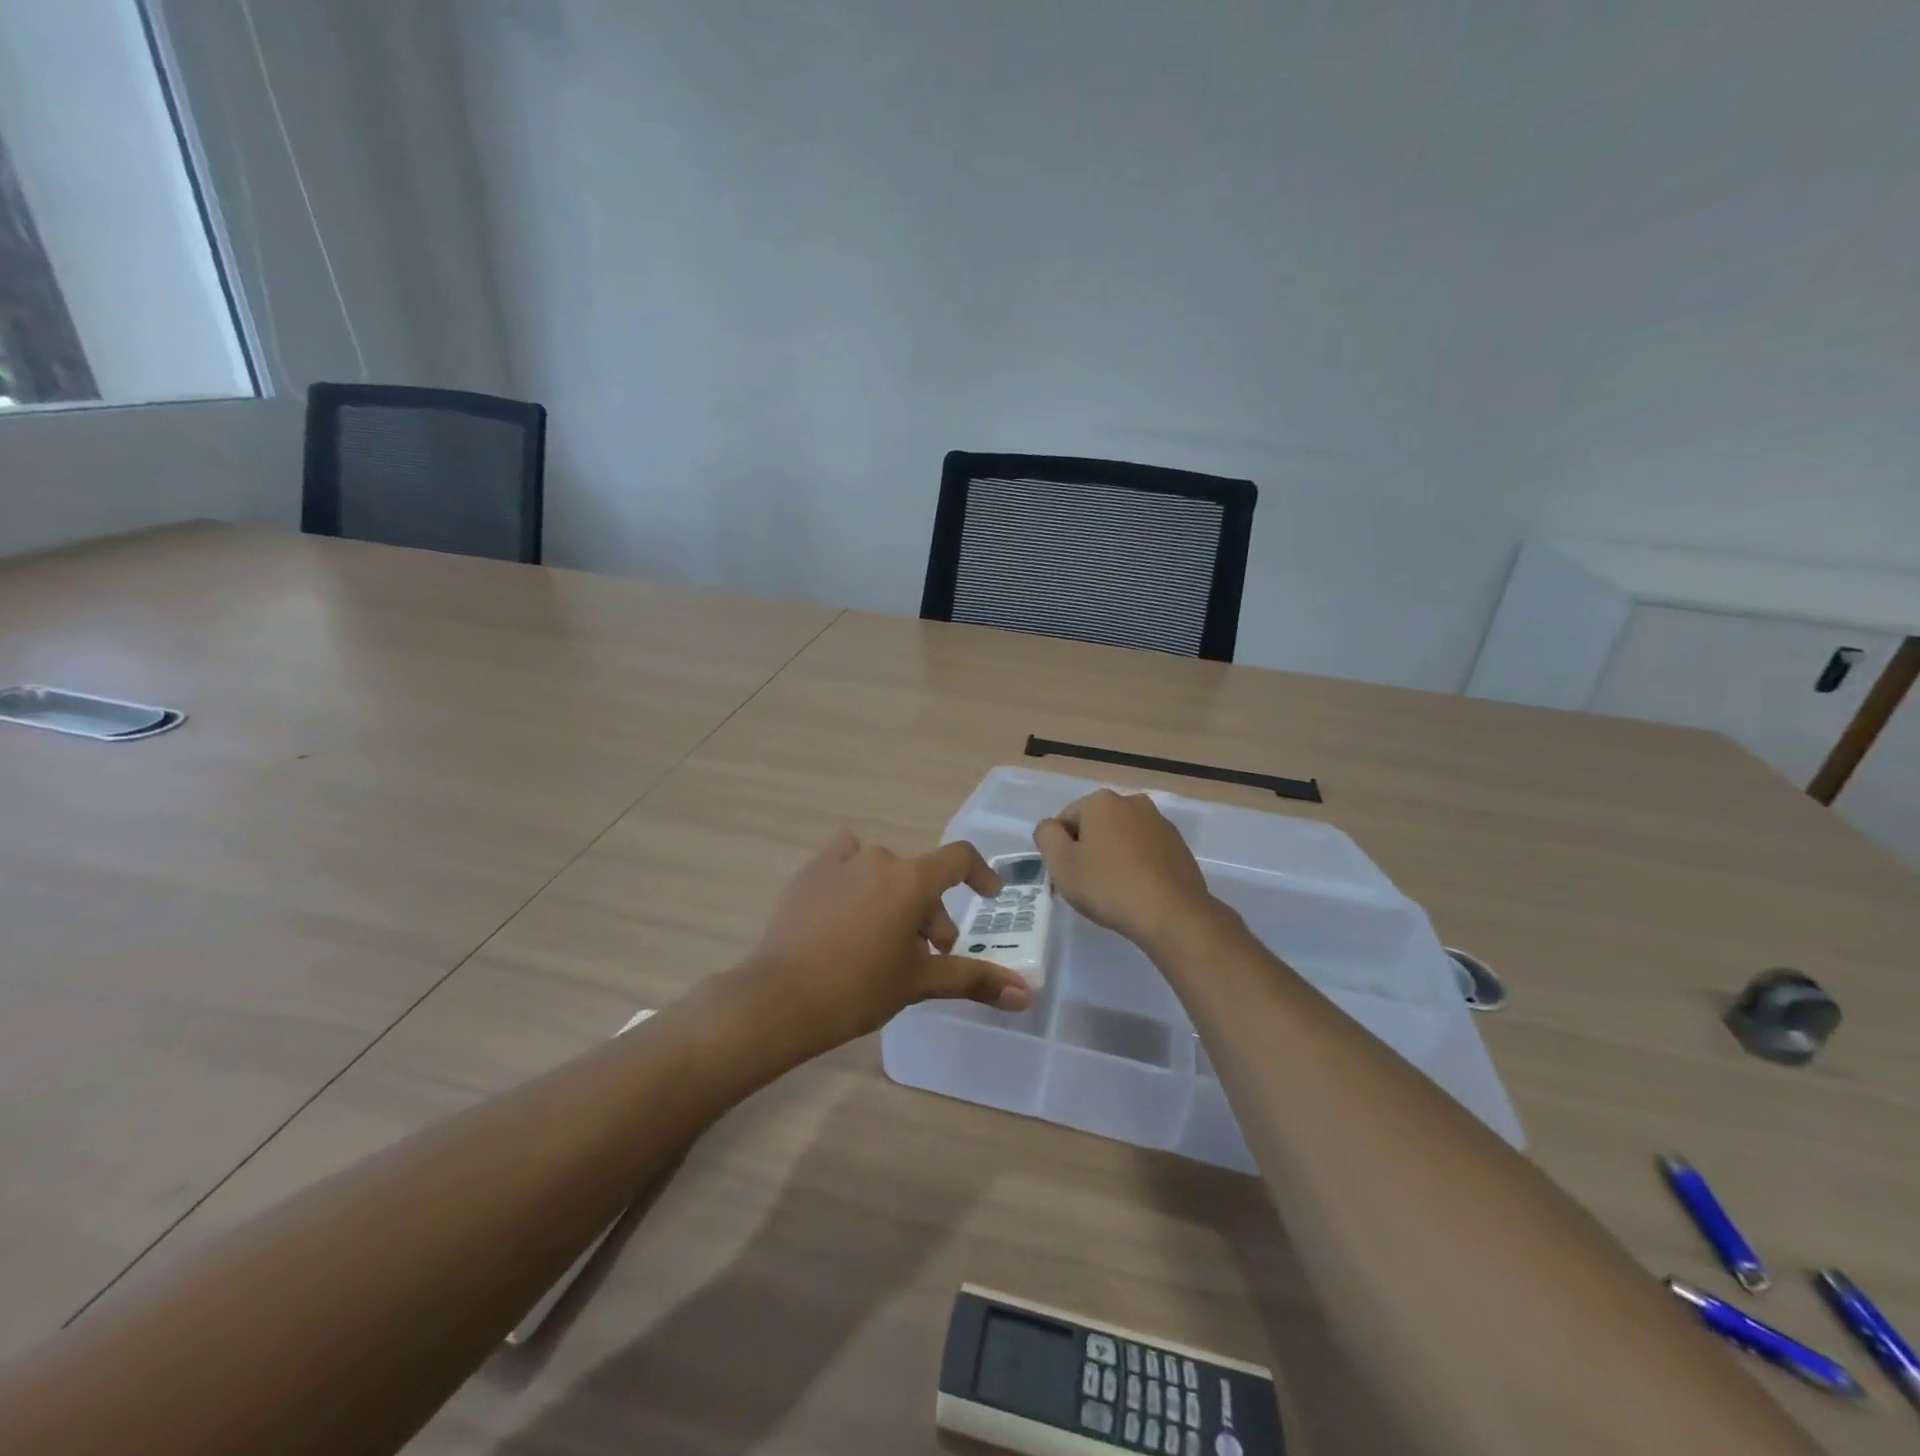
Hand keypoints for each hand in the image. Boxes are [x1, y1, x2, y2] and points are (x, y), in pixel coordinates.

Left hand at [744, 829, 1032, 1048]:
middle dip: (930, 914)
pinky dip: (854, 880)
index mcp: (911, 880)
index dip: (980, 874)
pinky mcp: (809, 873)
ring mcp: (840, 863)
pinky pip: (844, 863)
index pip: (958, 858)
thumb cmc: (858, 989)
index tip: (989, 896)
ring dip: (893, 898)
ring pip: (883, 873)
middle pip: (919, 879)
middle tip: (925, 955)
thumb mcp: (919, 983)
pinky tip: (845, 913)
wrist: (779, 998)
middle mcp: (879, 859)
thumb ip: (974, 979)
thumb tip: (1027, 994)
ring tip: (882, 939)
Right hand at [1034, 790, 1219, 952]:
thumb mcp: (1061, 863)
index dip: (1061, 849)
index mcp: (1102, 801)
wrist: (1172, 914)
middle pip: (1096, 826)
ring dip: (1113, 857)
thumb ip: (1046, 836)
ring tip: (1115, 891)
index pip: (1066, 820)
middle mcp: (1133, 802)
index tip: (1068, 876)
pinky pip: (1146, 852)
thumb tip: (1052, 828)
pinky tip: (1138, 891)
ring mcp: (1160, 823)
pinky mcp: (1179, 846)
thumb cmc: (1108, 886)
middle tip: (1088, 885)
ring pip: (1122, 838)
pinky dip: (1137, 865)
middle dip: (1088, 850)